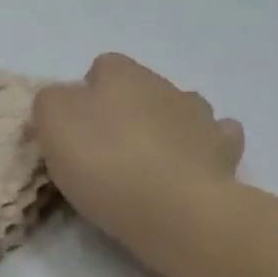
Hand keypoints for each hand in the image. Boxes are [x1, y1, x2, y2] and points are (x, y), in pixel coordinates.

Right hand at [32, 53, 243, 247]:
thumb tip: (64, 101)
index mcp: (121, 74)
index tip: (78, 132)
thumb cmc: (106, 165)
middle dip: (128, 113)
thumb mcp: (53, 126)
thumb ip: (52, 103)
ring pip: (182, 109)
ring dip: (167, 129)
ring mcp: (202, 116)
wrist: (176, 209)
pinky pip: (216, 138)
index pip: (102, 68)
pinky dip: (204, 149)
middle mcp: (165, 85)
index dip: (88, 95)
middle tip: (110, 155)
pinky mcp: (225, 150)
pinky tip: (192, 169)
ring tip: (152, 166)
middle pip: (142, 90)